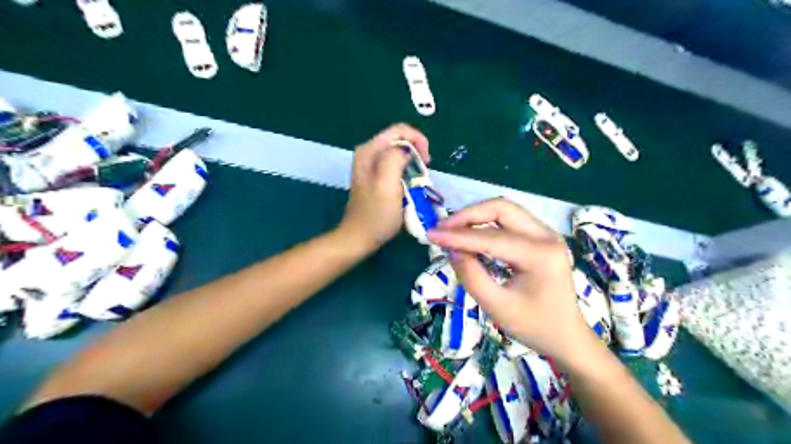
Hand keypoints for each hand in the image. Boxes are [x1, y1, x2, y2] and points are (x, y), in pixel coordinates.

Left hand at [337, 124, 429, 250]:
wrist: (360, 238)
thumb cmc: (376, 215)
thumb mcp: (387, 185)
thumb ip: (395, 159)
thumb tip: (407, 151)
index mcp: (369, 150)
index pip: (400, 130)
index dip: (418, 141)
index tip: (427, 162)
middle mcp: (368, 154)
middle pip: (400, 141)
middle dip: (417, 154)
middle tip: (425, 174)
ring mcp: (371, 167)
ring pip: (400, 155)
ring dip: (414, 166)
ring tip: (419, 183)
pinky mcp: (376, 178)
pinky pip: (397, 168)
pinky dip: (407, 175)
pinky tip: (410, 188)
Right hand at [426, 198, 593, 364]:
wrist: (567, 336)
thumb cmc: (534, 327)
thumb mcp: (497, 307)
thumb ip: (471, 276)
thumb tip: (452, 250)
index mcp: (540, 255)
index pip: (491, 238)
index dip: (458, 235)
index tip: (431, 234)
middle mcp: (547, 236)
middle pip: (502, 208)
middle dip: (468, 215)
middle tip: (443, 228)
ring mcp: (546, 233)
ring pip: (505, 210)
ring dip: (476, 217)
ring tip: (451, 231)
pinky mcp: (541, 237)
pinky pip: (509, 221)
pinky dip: (486, 224)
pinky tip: (470, 235)